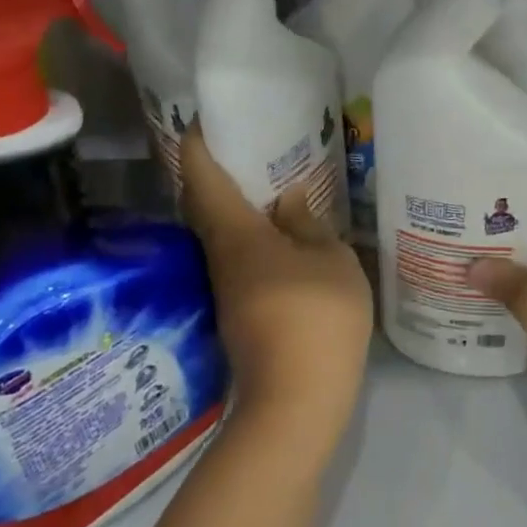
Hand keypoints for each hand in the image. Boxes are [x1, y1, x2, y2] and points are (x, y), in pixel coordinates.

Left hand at [178, 125, 372, 454]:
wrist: (295, 405)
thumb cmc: (316, 318)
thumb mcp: (330, 260)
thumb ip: (309, 224)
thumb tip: (288, 199)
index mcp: (237, 234)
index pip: (203, 179)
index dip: (197, 146)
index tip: (202, 122)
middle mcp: (220, 256)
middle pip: (203, 205)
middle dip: (214, 172)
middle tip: (244, 145)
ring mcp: (226, 288)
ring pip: (219, 233)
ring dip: (233, 204)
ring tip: (267, 182)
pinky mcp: (238, 312)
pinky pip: (236, 256)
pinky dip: (249, 233)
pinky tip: (279, 234)